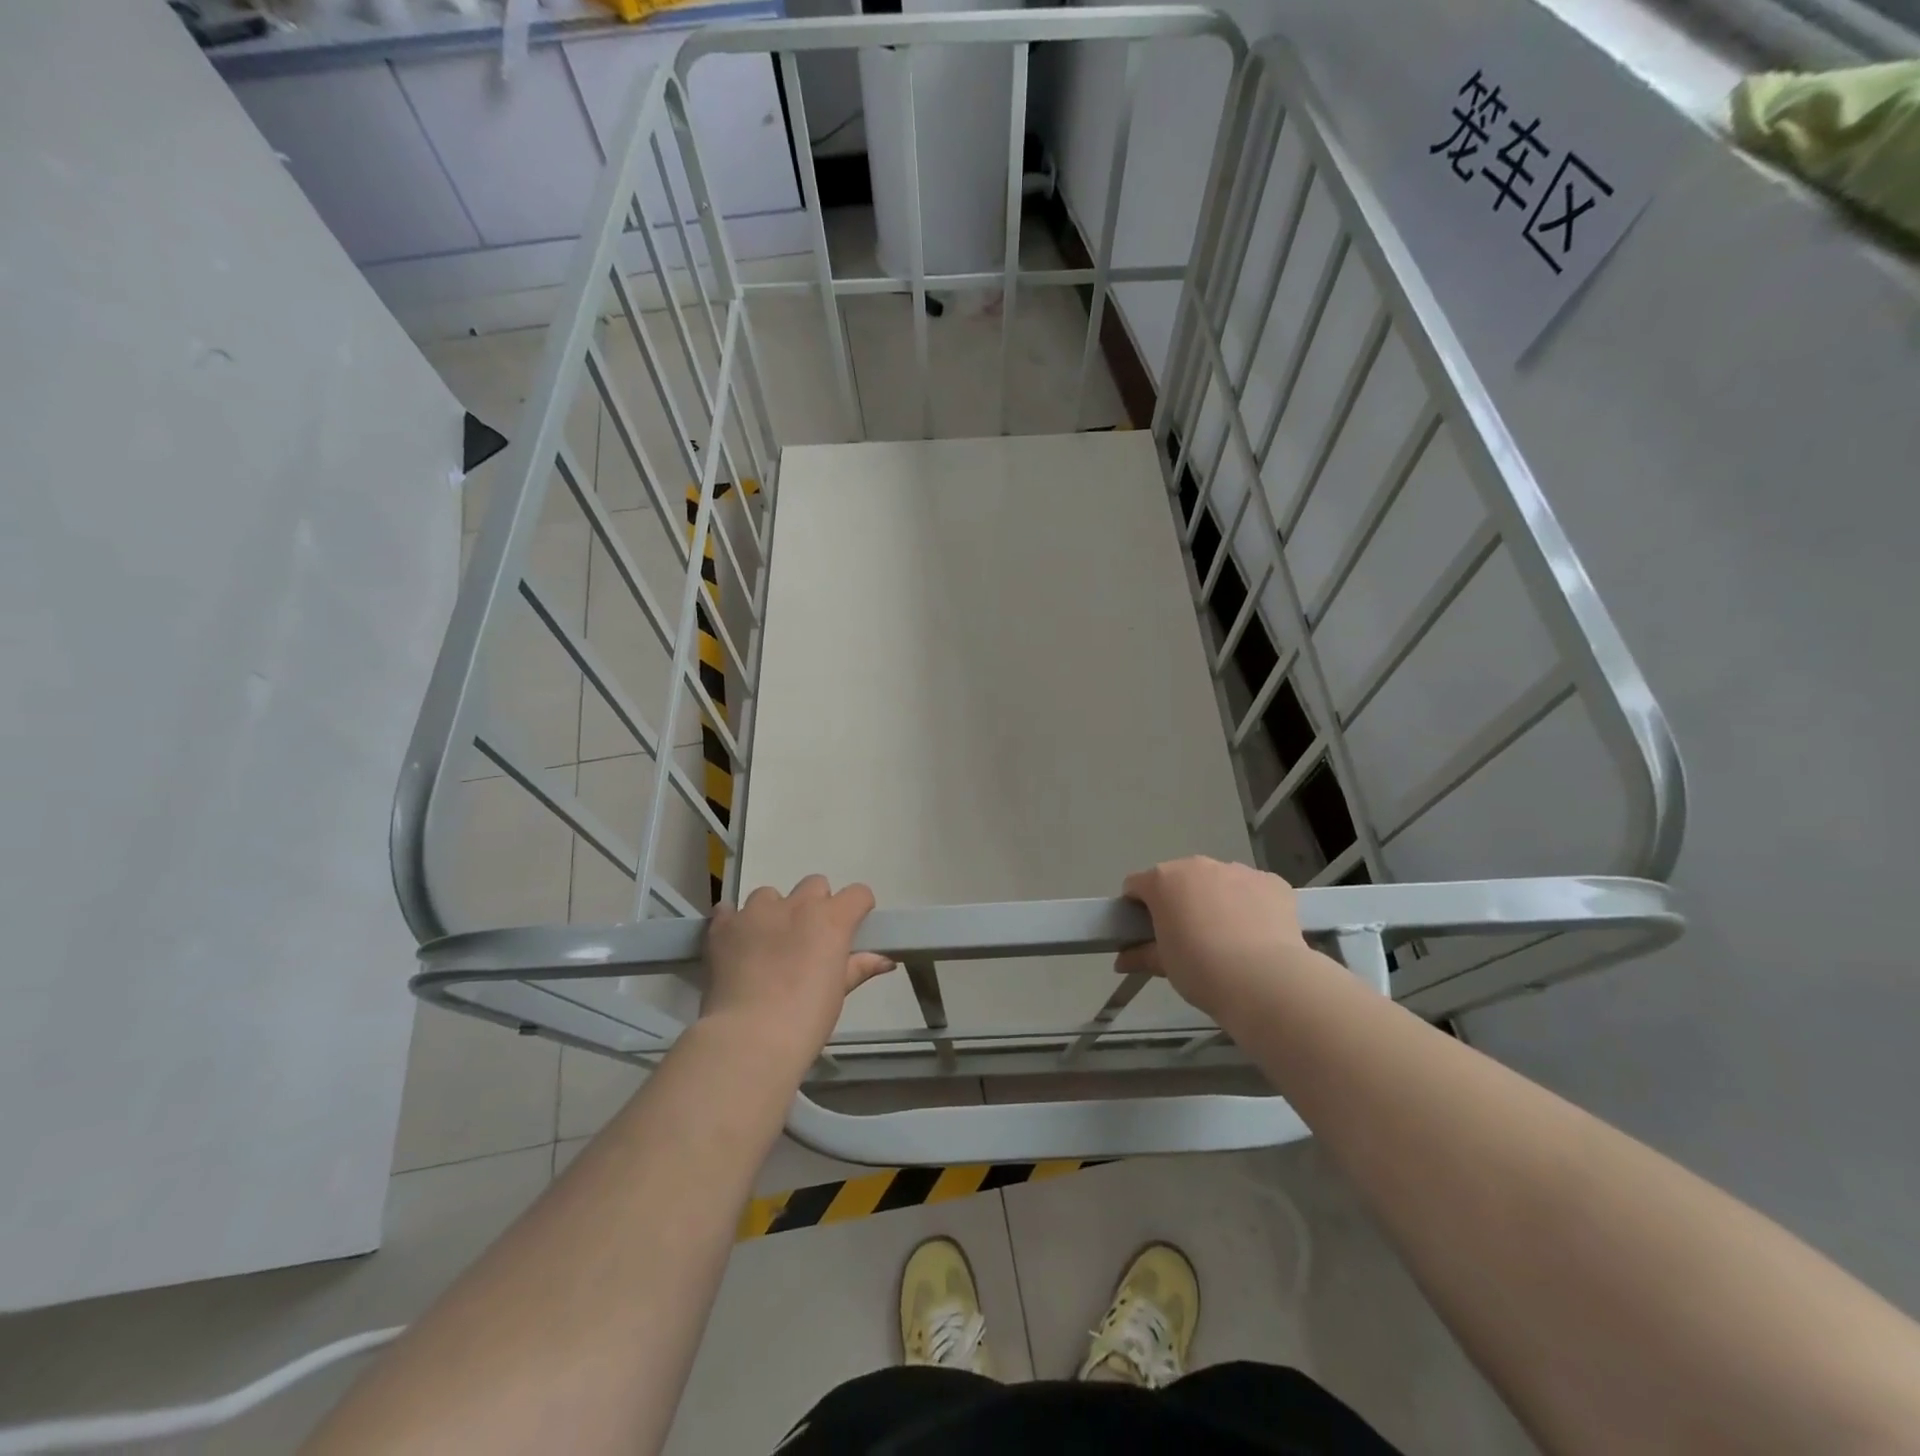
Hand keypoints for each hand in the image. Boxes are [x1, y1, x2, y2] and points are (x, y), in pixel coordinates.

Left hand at [701, 875, 893, 1077]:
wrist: (750, 1037)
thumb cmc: (806, 1018)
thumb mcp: (839, 993)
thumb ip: (859, 968)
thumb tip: (886, 961)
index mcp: (831, 919)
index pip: (857, 894)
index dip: (857, 908)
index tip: (852, 928)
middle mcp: (796, 905)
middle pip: (814, 885)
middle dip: (815, 905)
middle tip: (808, 939)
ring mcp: (756, 912)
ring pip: (769, 895)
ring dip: (773, 913)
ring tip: (766, 944)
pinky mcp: (723, 925)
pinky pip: (729, 910)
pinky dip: (734, 922)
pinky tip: (735, 944)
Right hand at [1116, 857, 1316, 1025]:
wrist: (1265, 979)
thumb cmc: (1200, 969)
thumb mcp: (1164, 965)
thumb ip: (1141, 955)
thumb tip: (1121, 962)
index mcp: (1163, 880)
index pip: (1137, 885)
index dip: (1137, 907)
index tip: (1146, 931)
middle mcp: (1197, 866)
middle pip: (1179, 878)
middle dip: (1179, 900)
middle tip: (1188, 935)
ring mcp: (1237, 870)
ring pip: (1217, 880)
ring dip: (1215, 899)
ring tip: (1227, 937)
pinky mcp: (1271, 881)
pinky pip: (1252, 888)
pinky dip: (1250, 904)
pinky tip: (1257, 933)